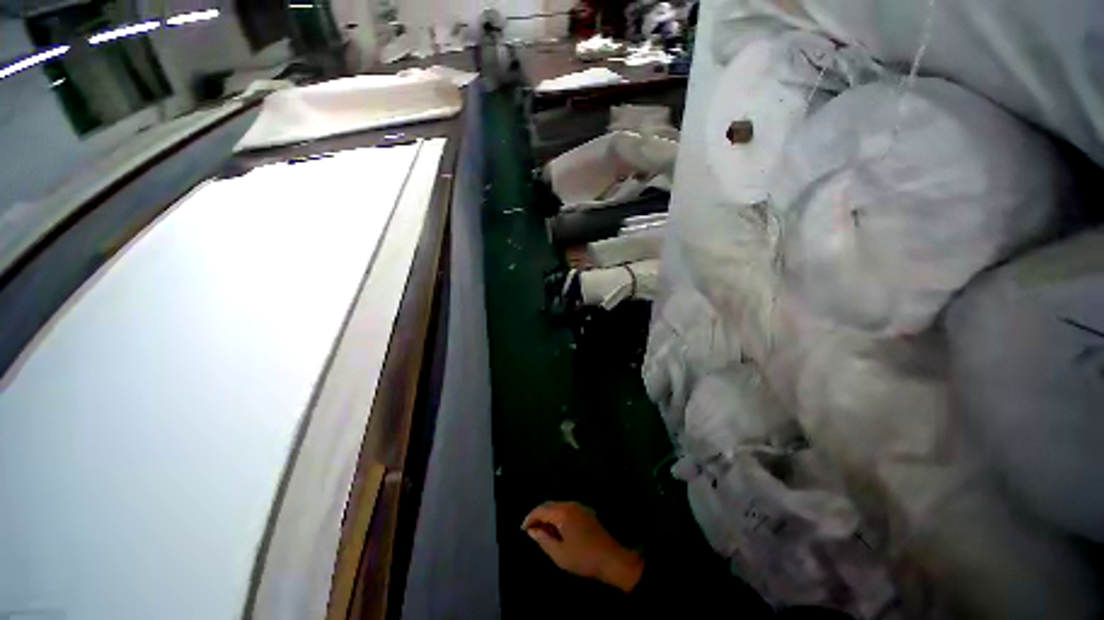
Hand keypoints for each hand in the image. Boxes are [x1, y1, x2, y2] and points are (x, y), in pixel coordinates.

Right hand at [522, 502, 644, 592]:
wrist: (611, 558)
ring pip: (558, 507)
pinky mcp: (586, 512)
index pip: (541, 509)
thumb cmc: (583, 558)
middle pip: (549, 505)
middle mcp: (570, 504)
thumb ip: (543, 539)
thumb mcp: (559, 554)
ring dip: (548, 516)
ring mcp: (579, 507)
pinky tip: (557, 530)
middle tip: (531, 531)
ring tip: (542, 532)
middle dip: (538, 516)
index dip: (530, 518)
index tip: (522, 529)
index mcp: (563, 512)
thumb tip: (532, 530)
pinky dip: (558, 517)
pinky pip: (566, 510)